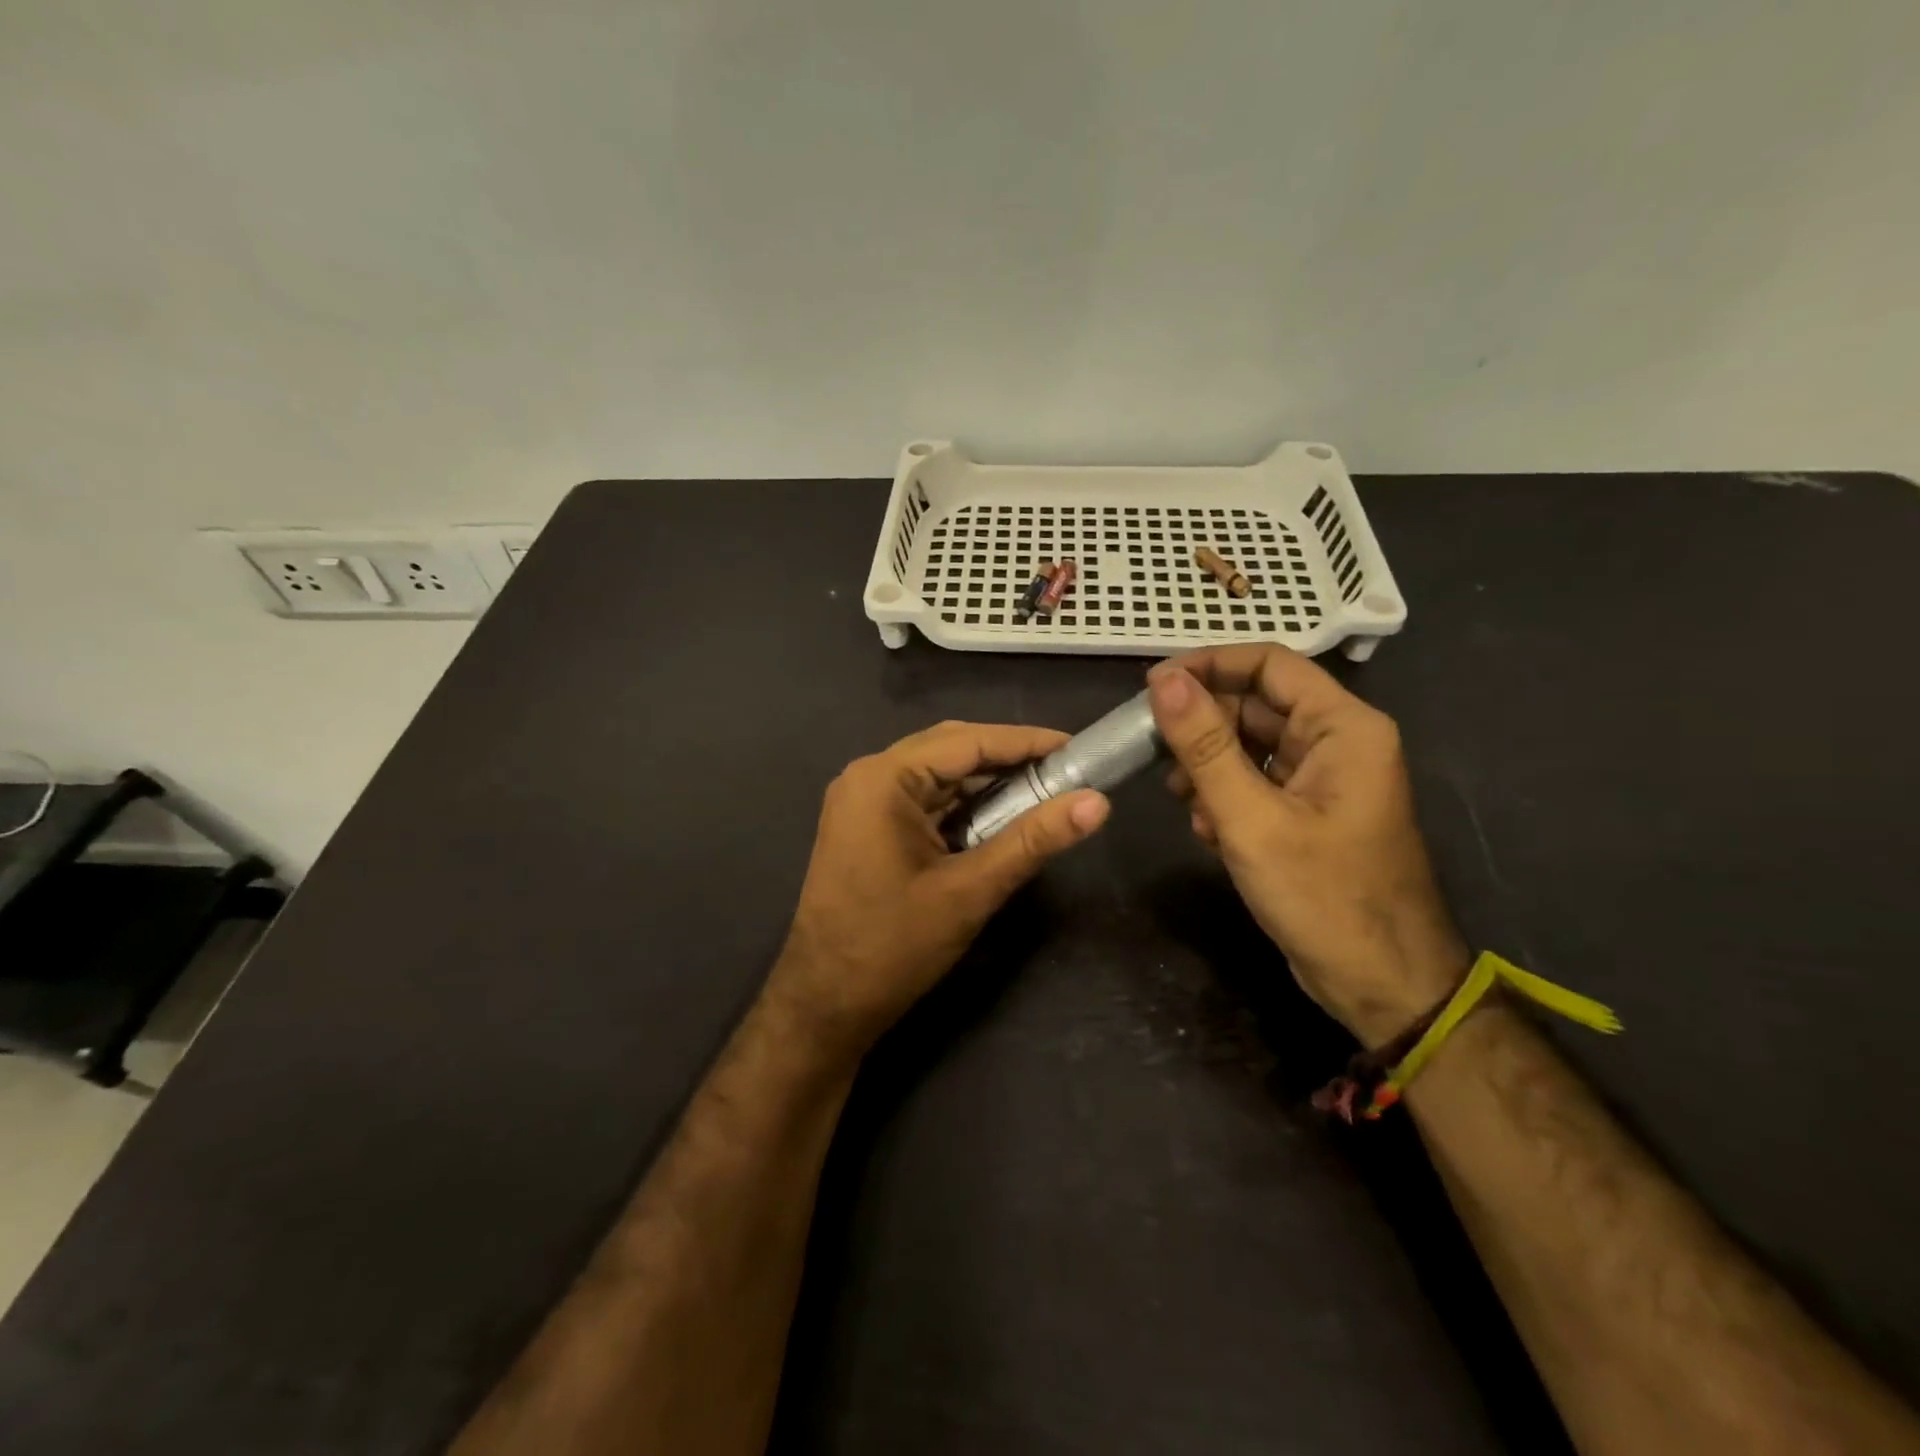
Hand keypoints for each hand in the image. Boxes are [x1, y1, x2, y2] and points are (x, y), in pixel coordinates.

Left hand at [768, 720, 1109, 1059]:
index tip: (1077, 746)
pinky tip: (998, 818)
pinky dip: (962, 806)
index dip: (1025, 741)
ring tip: (1042, 791)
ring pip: (937, 776)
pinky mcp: (865, 827)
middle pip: (950, 750)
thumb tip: (1097, 803)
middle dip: (1008, 759)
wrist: (825, 1005)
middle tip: (1064, 770)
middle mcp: (868, 777)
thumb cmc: (894, 946)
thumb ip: (1033, 840)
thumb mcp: (971, 890)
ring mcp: (862, 802)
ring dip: (986, 783)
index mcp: (883, 779)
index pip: (966, 742)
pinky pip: (923, 801)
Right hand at [1147, 644, 1469, 1046]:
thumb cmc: (1323, 897)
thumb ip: (1204, 746)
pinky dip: (1224, 797)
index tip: (1151, 687)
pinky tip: (1207, 832)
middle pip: (1254, 705)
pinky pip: (1255, 782)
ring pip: (1249, 746)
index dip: (1207, 665)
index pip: (1269, 663)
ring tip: (1181, 801)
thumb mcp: (1251, 819)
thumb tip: (1163, 682)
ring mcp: (1322, 779)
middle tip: (1151, 751)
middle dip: (1201, 727)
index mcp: (1343, 727)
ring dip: (1207, 767)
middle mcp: (1337, 741)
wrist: (1382, 985)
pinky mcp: (1307, 811)